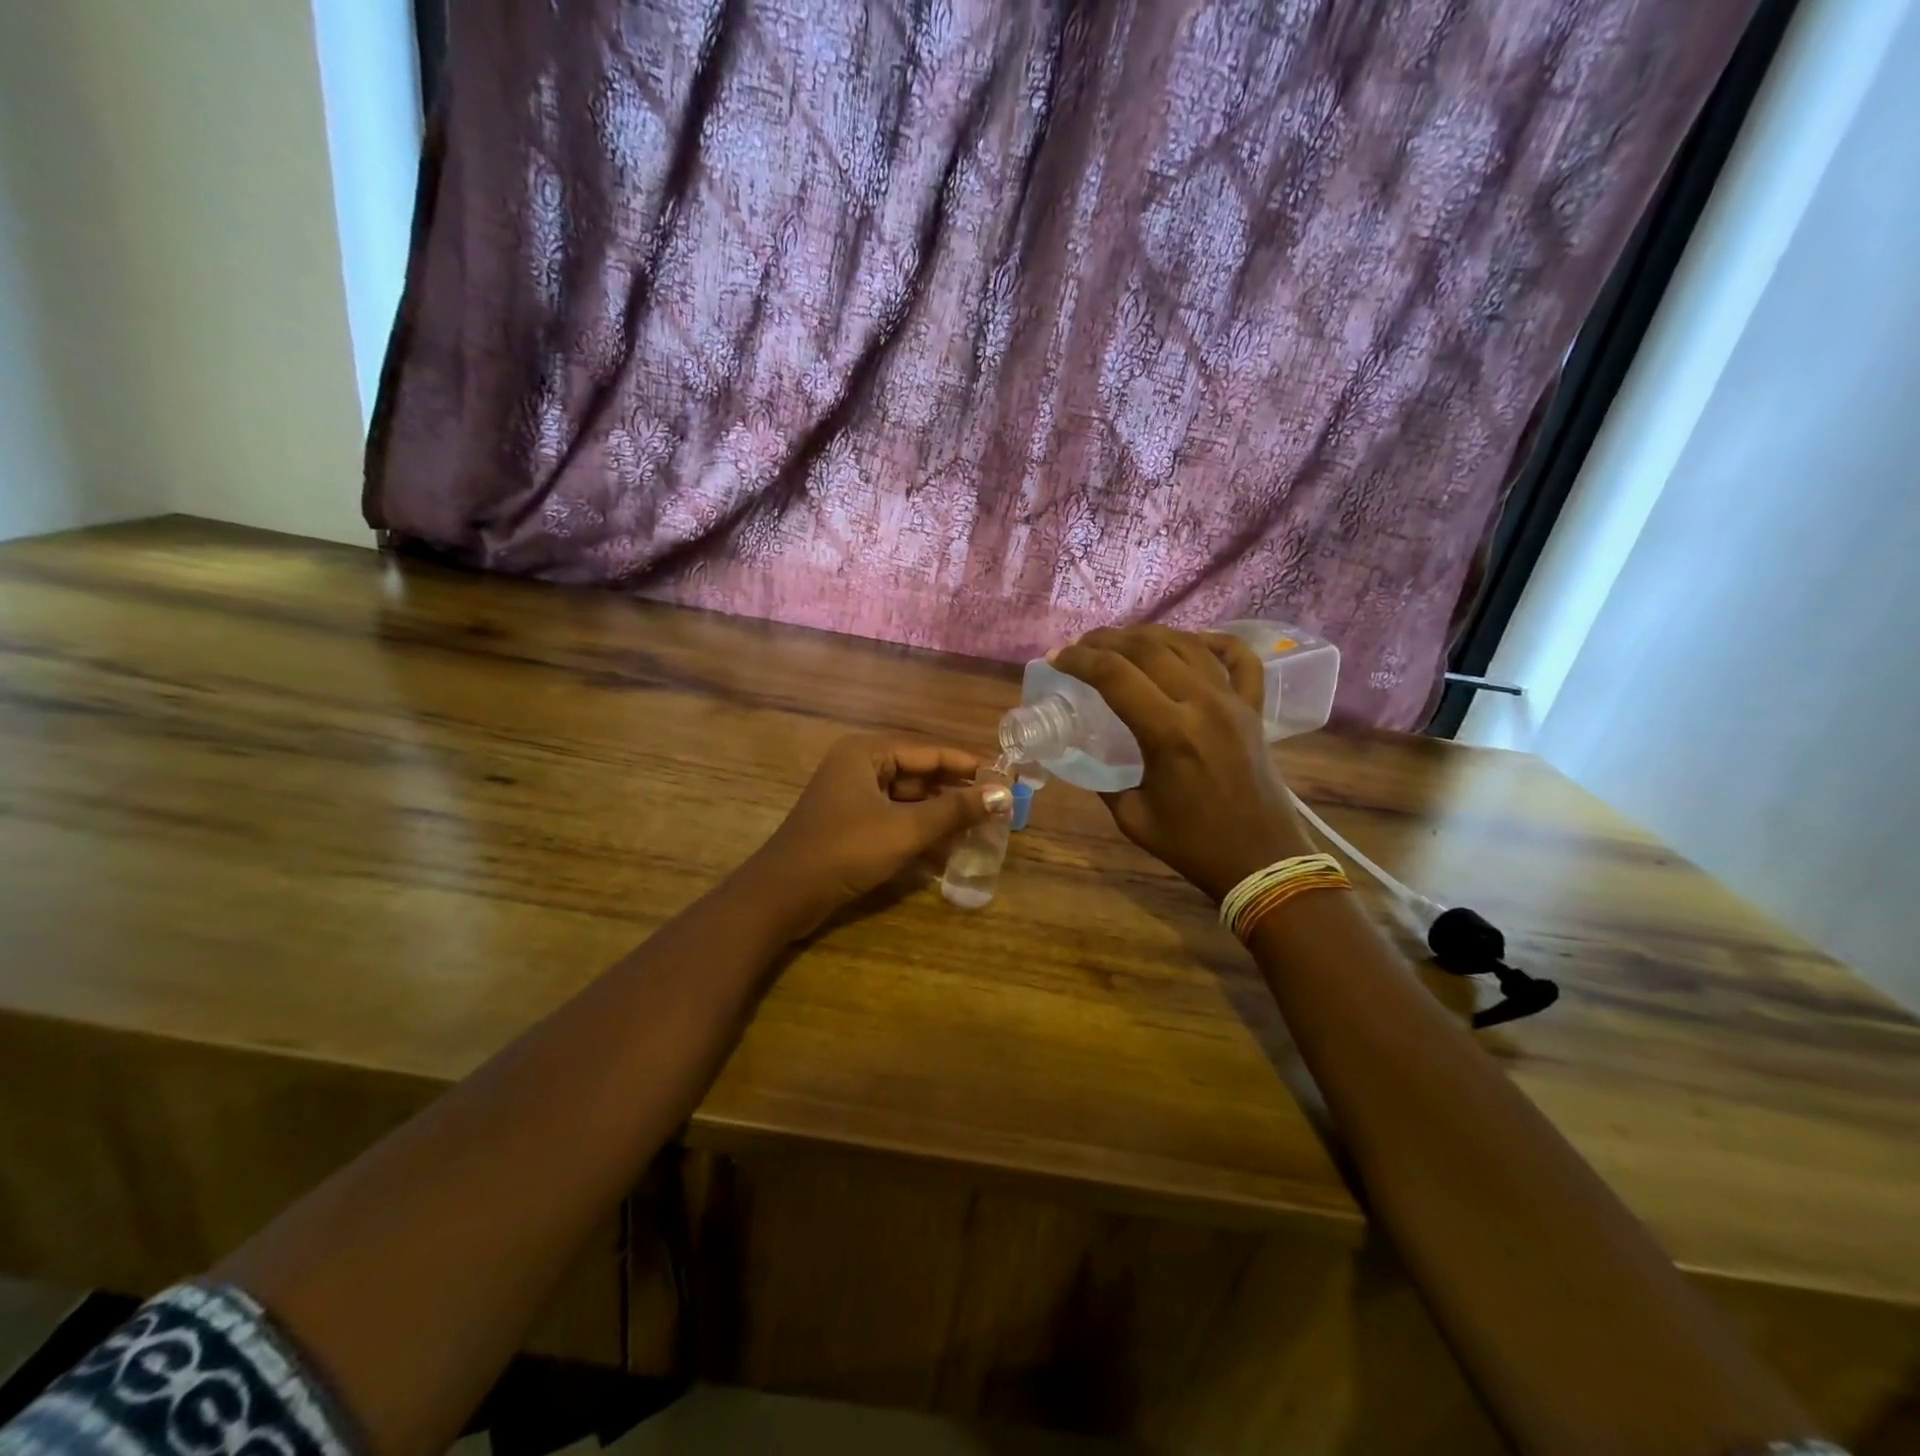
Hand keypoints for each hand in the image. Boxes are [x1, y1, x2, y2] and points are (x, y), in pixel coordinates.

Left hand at [748, 735, 1012, 935]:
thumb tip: (1004, 795)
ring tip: (981, 829)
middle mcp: (859, 766)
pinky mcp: (850, 825)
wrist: (783, 896)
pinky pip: (894, 819)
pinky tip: (949, 848)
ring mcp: (852, 797)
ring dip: (941, 815)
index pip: (930, 752)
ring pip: (908, 800)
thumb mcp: (905, 829)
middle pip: (920, 774)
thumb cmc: (845, 850)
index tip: (1007, 778)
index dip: (969, 766)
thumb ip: (955, 810)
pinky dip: (919, 831)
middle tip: (998, 807)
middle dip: (956, 793)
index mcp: (867, 752)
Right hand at [1052, 626, 1311, 901]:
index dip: (1079, 660)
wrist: (1261, 860)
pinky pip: (1240, 658)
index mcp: (1169, 733)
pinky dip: (1215, 641)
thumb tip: (1084, 752)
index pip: (1114, 676)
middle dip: (1106, 640)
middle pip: (1148, 649)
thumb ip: (1104, 779)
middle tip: (1081, 645)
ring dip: (1148, 635)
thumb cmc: (1193, 844)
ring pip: (1187, 644)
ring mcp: (1234, 702)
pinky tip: (1192, 640)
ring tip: (1121, 640)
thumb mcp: (1132, 816)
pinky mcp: (1254, 708)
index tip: (1056, 658)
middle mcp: (1203, 704)